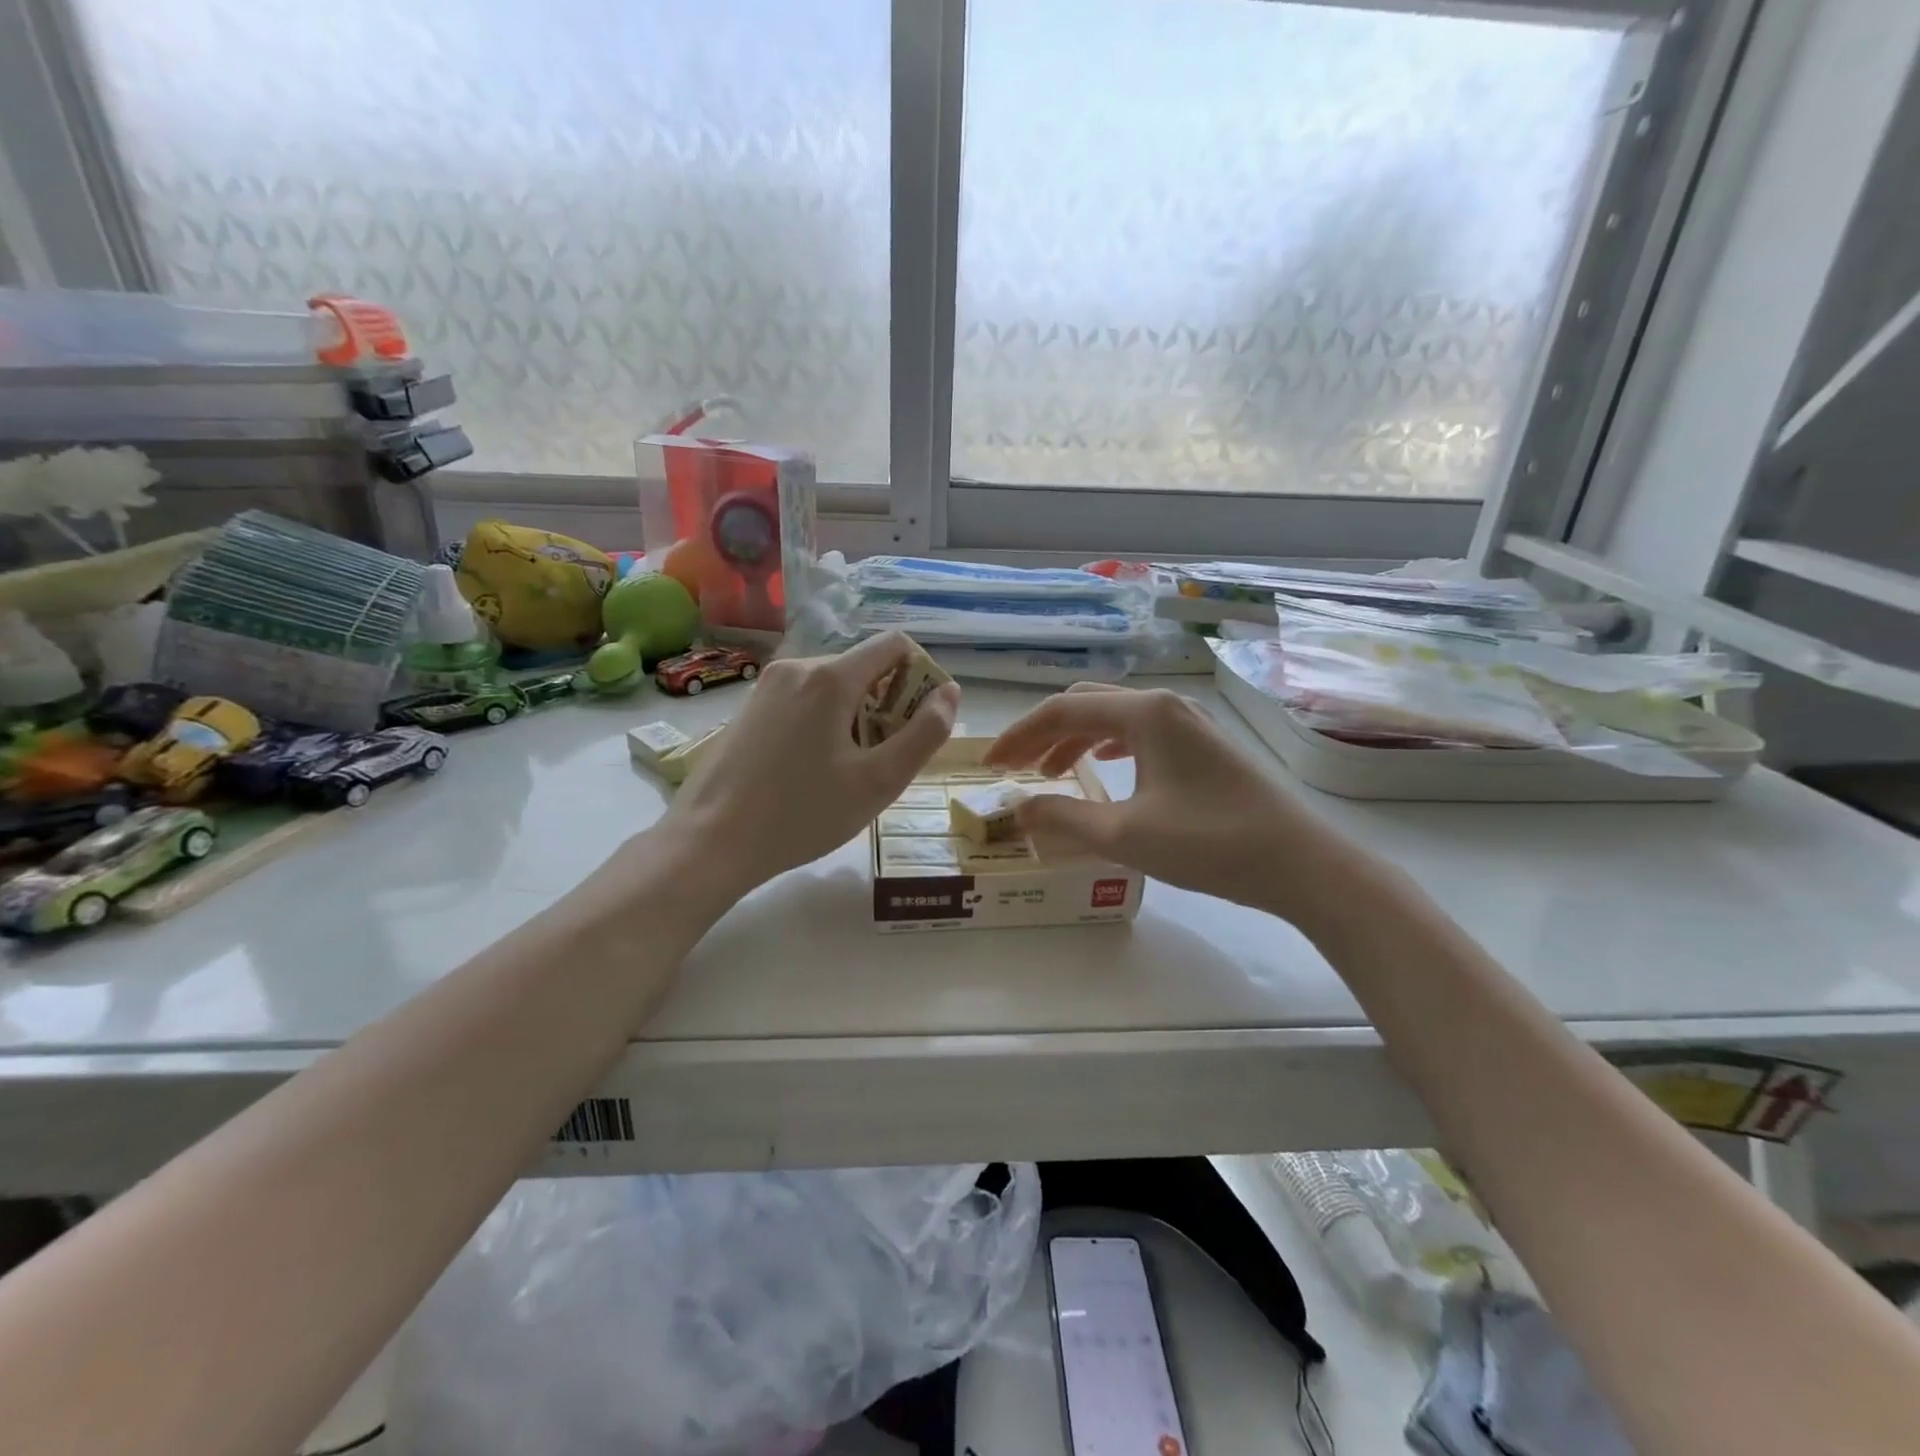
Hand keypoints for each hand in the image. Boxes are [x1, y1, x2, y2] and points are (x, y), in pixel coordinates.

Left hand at [666, 633, 960, 898]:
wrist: (710, 841)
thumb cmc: (803, 814)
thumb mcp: (879, 781)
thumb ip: (924, 733)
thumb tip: (950, 692)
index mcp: (830, 677)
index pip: (895, 644)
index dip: (922, 676)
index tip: (920, 722)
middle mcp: (797, 666)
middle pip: (864, 667)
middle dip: (888, 704)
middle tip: (883, 760)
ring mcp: (767, 685)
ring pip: (833, 686)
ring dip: (857, 717)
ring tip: (848, 771)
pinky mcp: (750, 707)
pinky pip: (804, 700)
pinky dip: (825, 722)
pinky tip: (813, 770)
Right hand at [986, 683, 1352, 918]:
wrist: (1301, 864)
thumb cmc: (1210, 843)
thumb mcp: (1125, 835)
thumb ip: (1063, 819)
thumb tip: (1017, 810)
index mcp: (1144, 713)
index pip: (1062, 711)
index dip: (1019, 736)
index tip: (989, 765)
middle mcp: (1166, 705)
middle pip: (1087, 705)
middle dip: (1044, 733)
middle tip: (1014, 767)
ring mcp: (1190, 724)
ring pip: (1115, 719)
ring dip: (1075, 740)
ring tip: (1050, 774)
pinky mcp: (1205, 747)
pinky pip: (1141, 735)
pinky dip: (1108, 748)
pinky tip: (1104, 771)